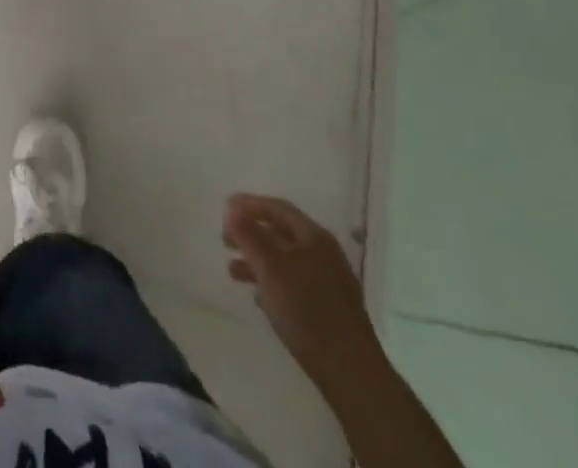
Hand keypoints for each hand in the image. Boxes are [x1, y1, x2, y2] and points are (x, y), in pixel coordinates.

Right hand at [223, 194, 380, 386]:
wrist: (351, 373)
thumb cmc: (307, 310)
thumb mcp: (270, 267)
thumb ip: (249, 236)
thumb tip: (232, 212)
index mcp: (314, 237)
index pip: (278, 208)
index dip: (250, 204)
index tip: (225, 206)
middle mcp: (324, 254)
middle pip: (282, 233)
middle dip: (251, 233)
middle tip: (226, 240)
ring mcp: (330, 283)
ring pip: (286, 261)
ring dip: (258, 260)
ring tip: (233, 271)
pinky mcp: (330, 310)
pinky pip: (294, 284)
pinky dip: (273, 282)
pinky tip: (259, 297)